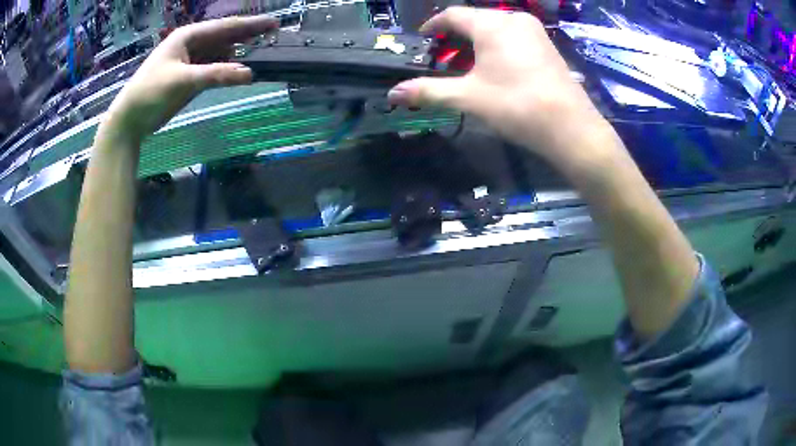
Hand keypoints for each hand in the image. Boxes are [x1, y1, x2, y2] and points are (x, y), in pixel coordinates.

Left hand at [101, 15, 277, 142]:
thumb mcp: (183, 81)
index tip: (274, 24)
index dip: (250, 25)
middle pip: (225, 37)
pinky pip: (213, 68)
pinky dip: (226, 70)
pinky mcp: (189, 77)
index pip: (225, 27)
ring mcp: (191, 60)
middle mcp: (192, 44)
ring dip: (237, 54)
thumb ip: (216, 75)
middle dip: (247, 36)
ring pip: (220, 53)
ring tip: (260, 56)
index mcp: (189, 36)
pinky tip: (238, 72)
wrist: (130, 119)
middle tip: (273, 37)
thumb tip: (250, 74)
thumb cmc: (150, 93)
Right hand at [388, 7, 611, 170]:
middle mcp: (513, 18)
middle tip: (442, 56)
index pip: (453, 15)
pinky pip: (513, 35)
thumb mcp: (469, 97)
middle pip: (475, 19)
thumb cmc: (517, 106)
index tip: (423, 39)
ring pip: (495, 27)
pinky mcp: (546, 44)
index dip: (434, 25)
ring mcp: (534, 30)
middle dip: (455, 35)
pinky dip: (497, 44)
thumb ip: (429, 91)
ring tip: (466, 63)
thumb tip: (392, 94)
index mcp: (491, 24)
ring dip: (477, 41)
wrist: (571, 127)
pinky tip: (496, 65)